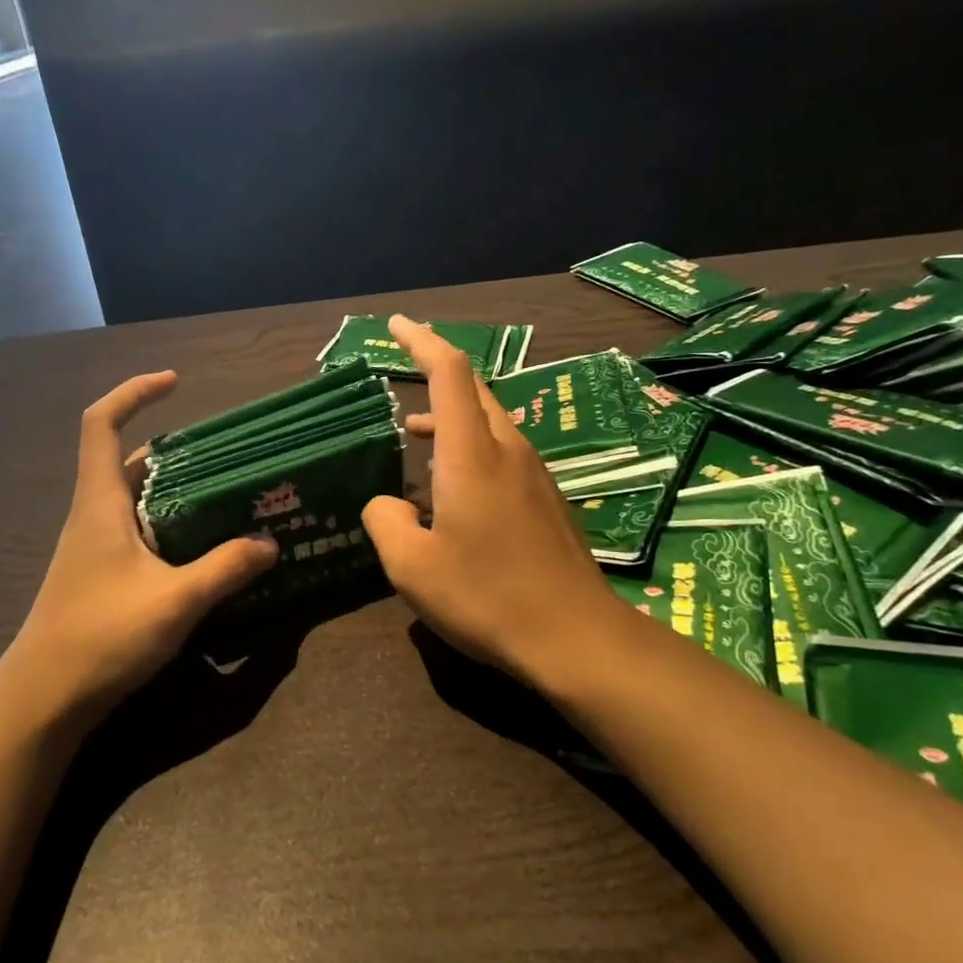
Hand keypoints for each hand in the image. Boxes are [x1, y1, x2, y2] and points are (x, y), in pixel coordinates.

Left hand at [8, 371, 278, 727]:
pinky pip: (139, 530)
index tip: (175, 383)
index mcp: (100, 503)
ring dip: (175, 490)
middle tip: (226, 455)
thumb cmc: (101, 636)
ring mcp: (94, 546)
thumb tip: (269, 543)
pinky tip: (203, 546)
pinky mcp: (101, 574)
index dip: (133, 393)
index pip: (101, 424)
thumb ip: (225, 568)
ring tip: (227, 495)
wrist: (43, 698)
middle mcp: (93, 515)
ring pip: (136, 498)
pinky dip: (170, 524)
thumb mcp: (175, 601)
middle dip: (175, 449)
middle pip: (128, 460)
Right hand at [362, 317, 629, 684]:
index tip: (396, 325)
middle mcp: (508, 451)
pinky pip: (503, 454)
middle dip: (436, 373)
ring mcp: (535, 475)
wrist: (576, 637)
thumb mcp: (412, 567)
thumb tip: (388, 504)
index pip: (449, 373)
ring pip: (489, 424)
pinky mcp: (547, 501)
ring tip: (413, 437)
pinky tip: (452, 489)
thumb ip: (386, 521)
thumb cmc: (487, 596)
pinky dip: (470, 450)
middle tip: (402, 371)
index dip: (421, 341)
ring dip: (450, 420)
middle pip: (474, 391)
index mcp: (472, 454)